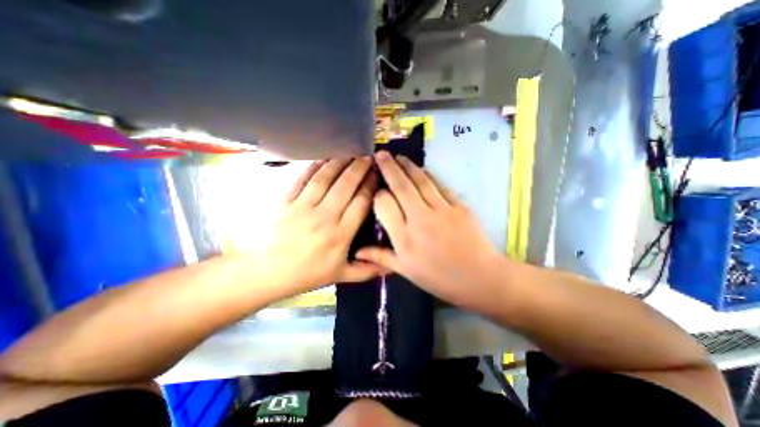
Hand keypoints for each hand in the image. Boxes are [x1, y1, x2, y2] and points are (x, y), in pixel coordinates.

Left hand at [259, 158, 382, 296]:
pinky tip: (324, 158)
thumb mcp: (341, 275)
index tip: (377, 175)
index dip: (370, 186)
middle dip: (359, 168)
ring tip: (351, 152)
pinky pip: (302, 179)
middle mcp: (324, 217)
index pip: (360, 203)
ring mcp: (303, 207)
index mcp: (340, 235)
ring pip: (325, 178)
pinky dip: (314, 166)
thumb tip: (393, 267)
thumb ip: (367, 270)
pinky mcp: (286, 201)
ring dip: (340, 163)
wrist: (267, 272)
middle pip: (346, 186)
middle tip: (369, 157)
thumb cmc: (308, 274)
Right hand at [359, 152, 509, 307]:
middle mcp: (420, 220)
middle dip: (388, 167)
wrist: (480, 278)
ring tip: (398, 157)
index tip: (377, 191)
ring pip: (420, 181)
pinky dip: (428, 175)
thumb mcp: (407, 271)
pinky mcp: (459, 206)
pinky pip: (439, 185)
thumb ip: (381, 257)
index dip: (378, 194)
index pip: (384, 205)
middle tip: (380, 154)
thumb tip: (356, 251)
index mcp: (404, 239)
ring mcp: (442, 210)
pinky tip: (421, 169)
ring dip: (407, 166)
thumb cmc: (440, 278)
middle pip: (401, 186)